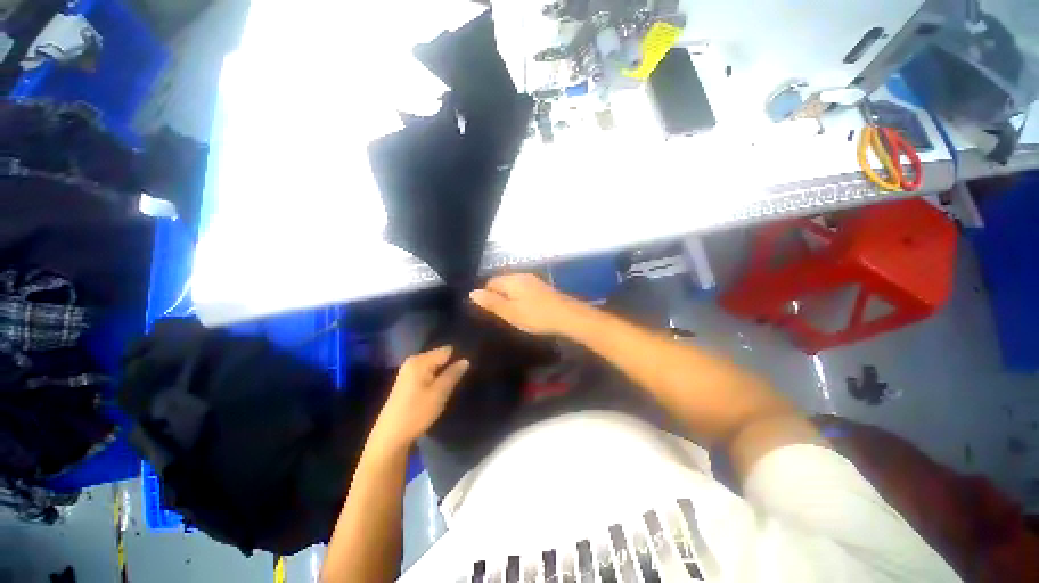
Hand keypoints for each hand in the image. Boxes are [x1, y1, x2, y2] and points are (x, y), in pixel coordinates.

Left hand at [370, 346, 468, 451]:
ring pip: (434, 365)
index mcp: (420, 361)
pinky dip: (435, 377)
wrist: (391, 436)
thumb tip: (466, 360)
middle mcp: (413, 361)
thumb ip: (453, 374)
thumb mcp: (439, 393)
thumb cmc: (417, 413)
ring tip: (455, 382)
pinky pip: (427, 372)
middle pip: (440, 356)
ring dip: (444, 372)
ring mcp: (408, 371)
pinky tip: (441, 387)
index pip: (447, 350)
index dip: (459, 357)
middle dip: (451, 364)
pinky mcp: (407, 381)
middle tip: (463, 376)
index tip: (469, 367)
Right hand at [469, 273, 586, 335]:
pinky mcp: (542, 287)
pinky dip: (520, 298)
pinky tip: (524, 310)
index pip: (490, 282)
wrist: (568, 316)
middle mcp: (522, 275)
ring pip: (513, 287)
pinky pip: (524, 290)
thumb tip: (472, 292)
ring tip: (511, 314)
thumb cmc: (536, 316)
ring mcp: (534, 280)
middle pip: (502, 283)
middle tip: (499, 315)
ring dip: (509, 298)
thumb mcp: (510, 312)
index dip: (486, 296)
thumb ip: (491, 302)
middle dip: (498, 296)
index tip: (488, 312)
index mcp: (512, 280)